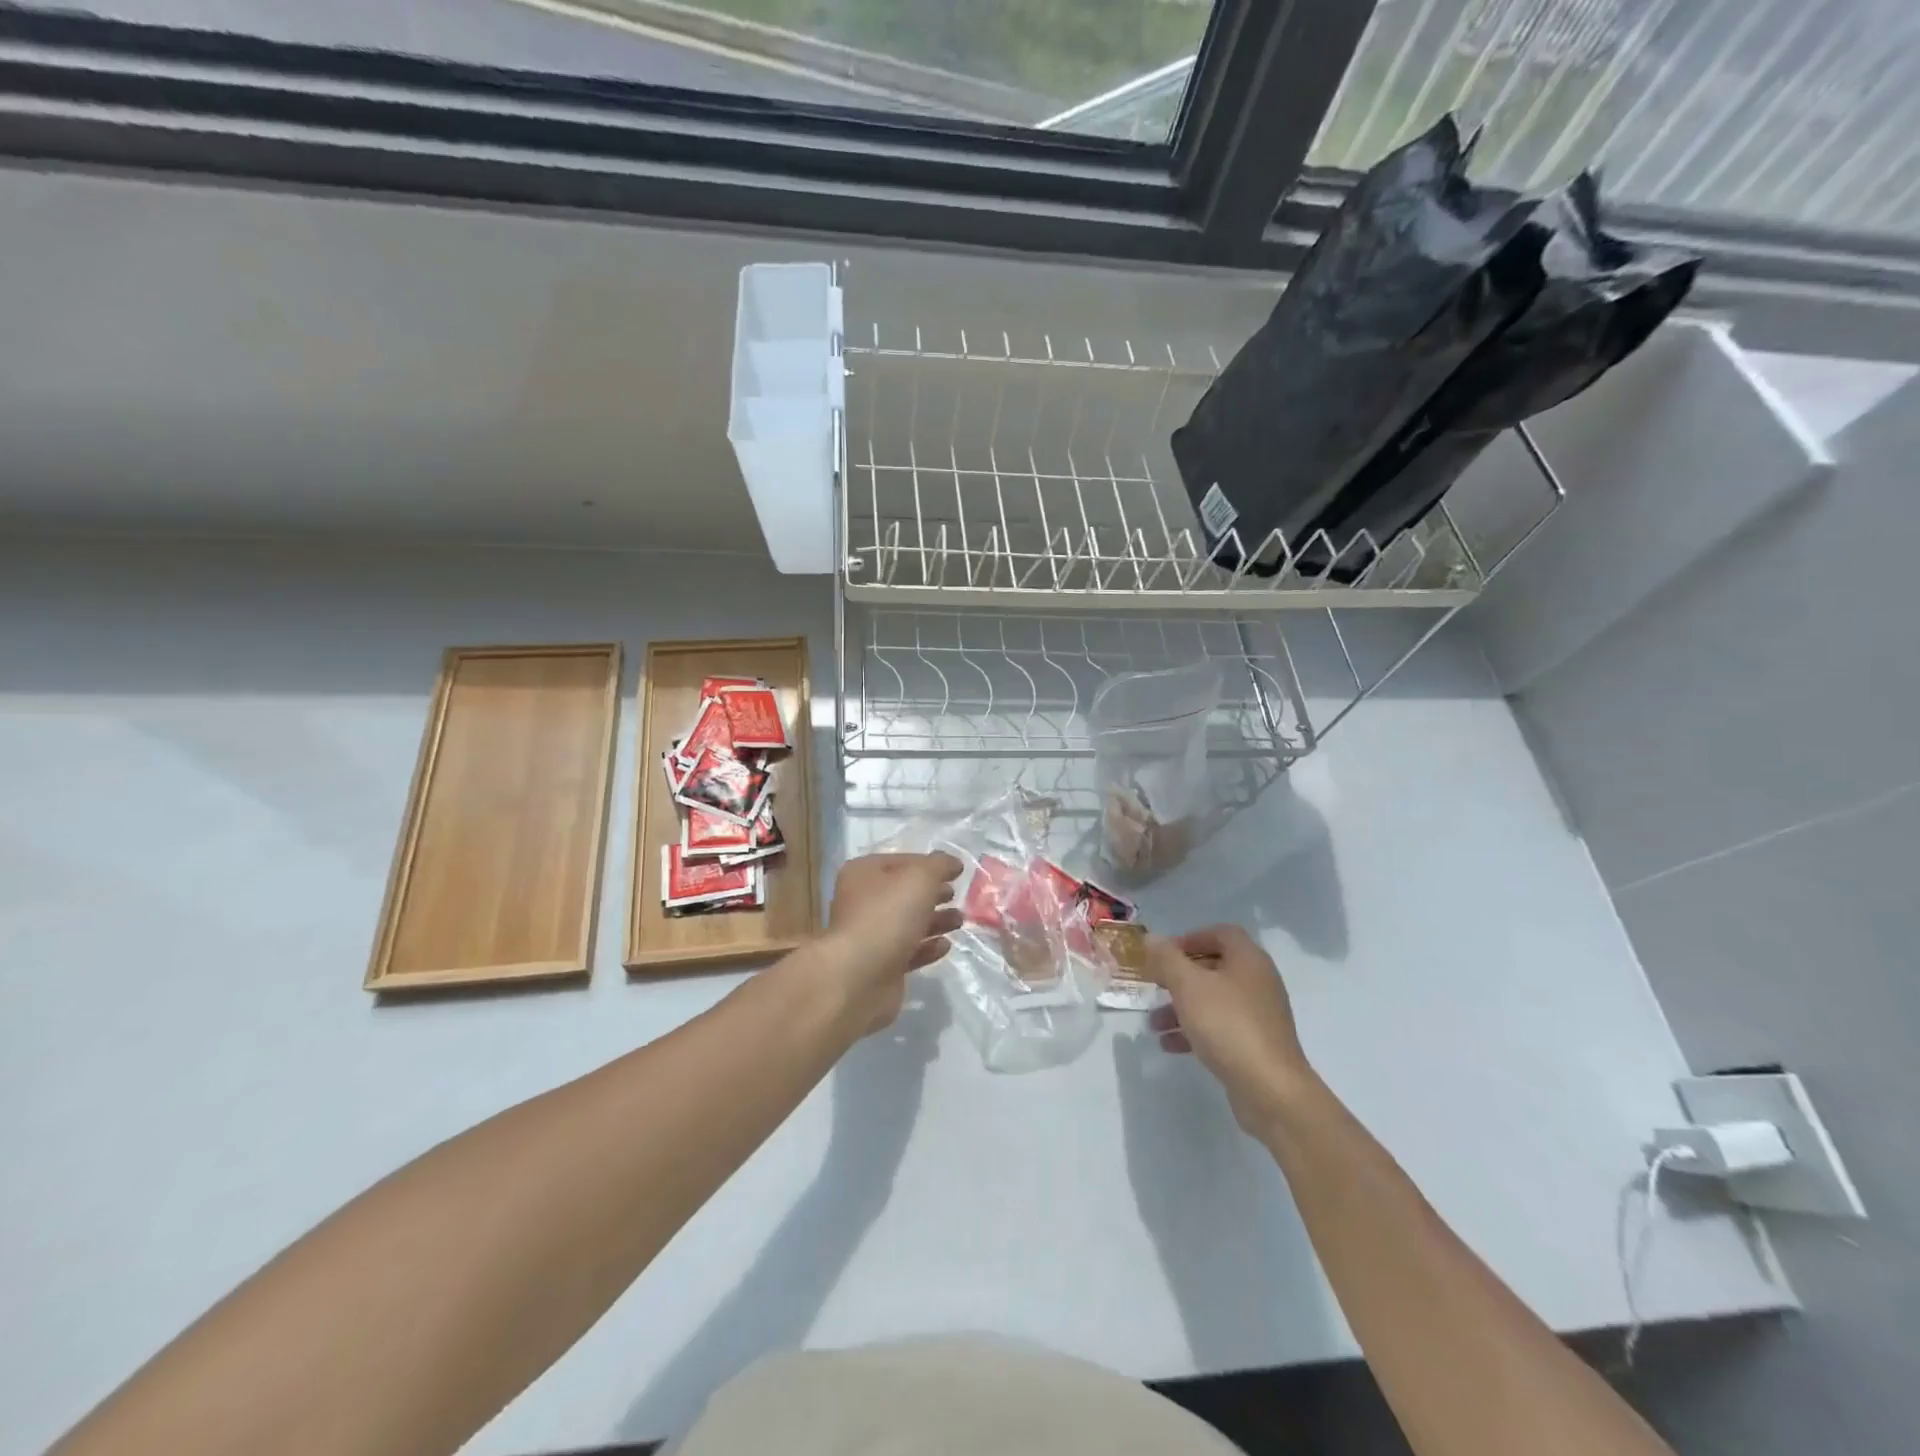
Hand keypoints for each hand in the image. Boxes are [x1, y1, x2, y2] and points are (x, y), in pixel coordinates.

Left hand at [820, 852, 963, 1033]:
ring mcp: (870, 936)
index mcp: (864, 873)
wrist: (859, 977)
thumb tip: (952, 863)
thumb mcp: (920, 878)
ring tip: (959, 921)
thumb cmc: (888, 915)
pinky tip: (945, 946)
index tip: (957, 873)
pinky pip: (909, 951)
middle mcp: (863, 901)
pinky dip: (928, 947)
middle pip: (905, 893)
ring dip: (935, 920)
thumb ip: (939, 865)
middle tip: (957, 896)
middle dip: (934, 894)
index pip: (903, 861)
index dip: (930, 865)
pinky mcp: (880, 966)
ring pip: (908, 922)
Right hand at [1142, 925, 1314, 1135]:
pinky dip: (1195, 1031)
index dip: (1191, 938)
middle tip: (1154, 986)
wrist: (1271, 1090)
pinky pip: (1220, 1028)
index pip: (1221, 933)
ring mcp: (1259, 1015)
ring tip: (1153, 1023)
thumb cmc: (1228, 1025)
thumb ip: (1167, 959)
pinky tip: (1170, 1045)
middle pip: (1214, 967)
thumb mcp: (1188, 986)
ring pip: (1213, 1001)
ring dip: (1181, 1007)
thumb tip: (1151, 938)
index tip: (1164, 954)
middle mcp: (1257, 982)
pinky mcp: (1255, 1044)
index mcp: (1248, 960)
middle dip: (1179, 977)